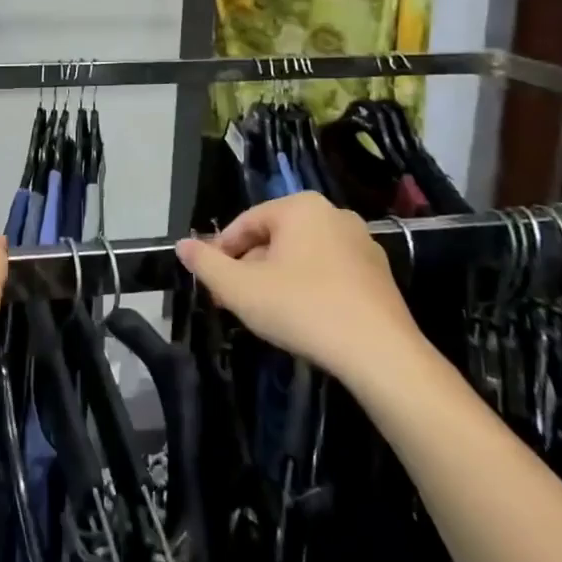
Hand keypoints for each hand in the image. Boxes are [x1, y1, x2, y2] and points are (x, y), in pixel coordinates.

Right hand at [177, 192, 423, 386]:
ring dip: (277, 279)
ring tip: (265, 314)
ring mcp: (361, 243)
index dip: (222, 253)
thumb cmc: (303, 309)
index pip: (245, 223)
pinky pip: (329, 272)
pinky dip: (309, 289)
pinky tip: (302, 319)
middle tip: (235, 301)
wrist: (380, 354)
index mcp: (300, 207)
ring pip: (301, 256)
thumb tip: (181, 245)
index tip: (213, 284)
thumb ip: (206, 264)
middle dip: (250, 268)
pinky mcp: (379, 274)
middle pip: (274, 238)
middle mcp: (333, 214)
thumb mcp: (240, 289)